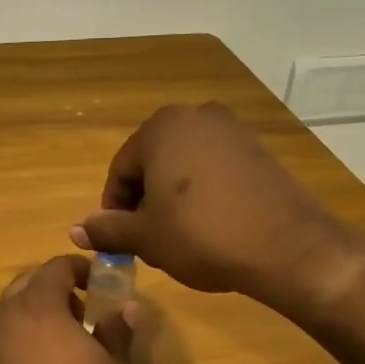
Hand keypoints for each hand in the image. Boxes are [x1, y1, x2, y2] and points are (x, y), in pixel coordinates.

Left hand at [0, 256, 137, 363]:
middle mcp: (2, 320)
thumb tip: (128, 308)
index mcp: (38, 306)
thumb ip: (116, 331)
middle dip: (48, 292)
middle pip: (23, 289)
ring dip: (24, 323)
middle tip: (74, 314)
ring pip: (2, 322)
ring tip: (49, 349)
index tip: (93, 281)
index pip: (55, 268)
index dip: (77, 269)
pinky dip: (7, 355)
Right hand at [71, 103, 364, 308]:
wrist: (288, 247)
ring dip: (173, 199)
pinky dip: (204, 194)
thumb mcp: (146, 237)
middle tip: (149, 241)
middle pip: (153, 164)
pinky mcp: (258, 150)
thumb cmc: (202, 235)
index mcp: (160, 128)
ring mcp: (232, 130)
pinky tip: (211, 226)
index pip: (120, 171)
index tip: (120, 241)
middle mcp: (195, 116)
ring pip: (184, 167)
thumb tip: (76, 230)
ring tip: (180, 237)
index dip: (114, 210)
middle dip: (144, 202)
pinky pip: (215, 170)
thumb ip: (107, 229)